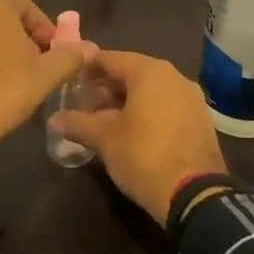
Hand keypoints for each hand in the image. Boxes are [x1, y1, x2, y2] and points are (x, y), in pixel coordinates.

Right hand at [52, 51, 226, 224]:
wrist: (195, 194)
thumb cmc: (144, 155)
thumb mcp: (104, 139)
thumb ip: (78, 124)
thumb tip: (53, 120)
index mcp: (149, 71)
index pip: (110, 58)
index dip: (87, 68)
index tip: (69, 78)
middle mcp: (173, 76)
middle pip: (132, 72)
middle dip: (106, 86)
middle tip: (83, 102)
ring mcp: (191, 98)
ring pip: (151, 90)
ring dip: (126, 100)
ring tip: (103, 119)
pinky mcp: (200, 119)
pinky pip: (166, 105)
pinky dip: (147, 111)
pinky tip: (131, 131)